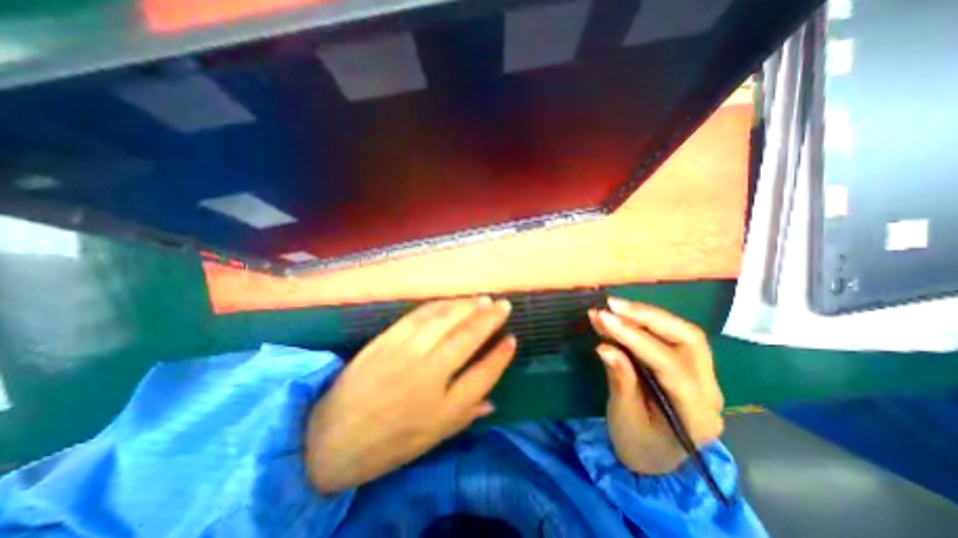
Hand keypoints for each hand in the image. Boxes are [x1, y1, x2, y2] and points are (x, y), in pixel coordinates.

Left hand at [307, 297, 517, 493]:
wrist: (330, 438)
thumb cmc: (387, 443)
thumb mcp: (431, 440)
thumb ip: (465, 416)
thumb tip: (493, 401)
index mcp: (442, 408)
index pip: (483, 375)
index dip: (501, 356)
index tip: (512, 339)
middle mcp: (428, 376)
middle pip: (467, 339)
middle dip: (489, 319)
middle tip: (504, 305)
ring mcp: (405, 354)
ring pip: (444, 321)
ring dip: (467, 307)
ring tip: (483, 299)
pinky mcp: (387, 340)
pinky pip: (418, 316)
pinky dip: (439, 305)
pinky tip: (451, 301)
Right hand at [587, 298, 722, 473]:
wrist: (655, 460)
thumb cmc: (638, 444)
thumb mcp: (624, 417)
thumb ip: (620, 381)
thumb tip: (605, 347)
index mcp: (696, 414)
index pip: (670, 365)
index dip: (635, 338)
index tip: (604, 318)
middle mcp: (709, 390)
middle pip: (688, 339)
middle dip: (647, 316)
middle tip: (612, 305)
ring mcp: (704, 376)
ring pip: (684, 332)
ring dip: (647, 314)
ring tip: (615, 306)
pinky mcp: (691, 366)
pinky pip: (673, 336)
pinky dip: (647, 321)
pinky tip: (625, 315)